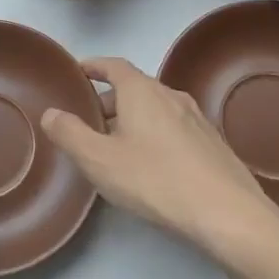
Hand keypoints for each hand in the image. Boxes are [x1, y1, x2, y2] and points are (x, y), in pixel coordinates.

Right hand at [40, 57, 278, 273]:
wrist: (228, 213)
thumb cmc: (155, 179)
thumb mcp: (100, 160)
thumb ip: (70, 134)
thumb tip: (51, 112)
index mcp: (142, 90)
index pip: (113, 65)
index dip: (94, 66)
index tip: (78, 72)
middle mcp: (170, 95)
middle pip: (134, 88)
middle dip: (109, 101)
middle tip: (88, 122)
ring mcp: (196, 119)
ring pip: (155, 110)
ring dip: (132, 120)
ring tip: (115, 148)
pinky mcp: (212, 143)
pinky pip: (173, 128)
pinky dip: (154, 135)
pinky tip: (150, 167)